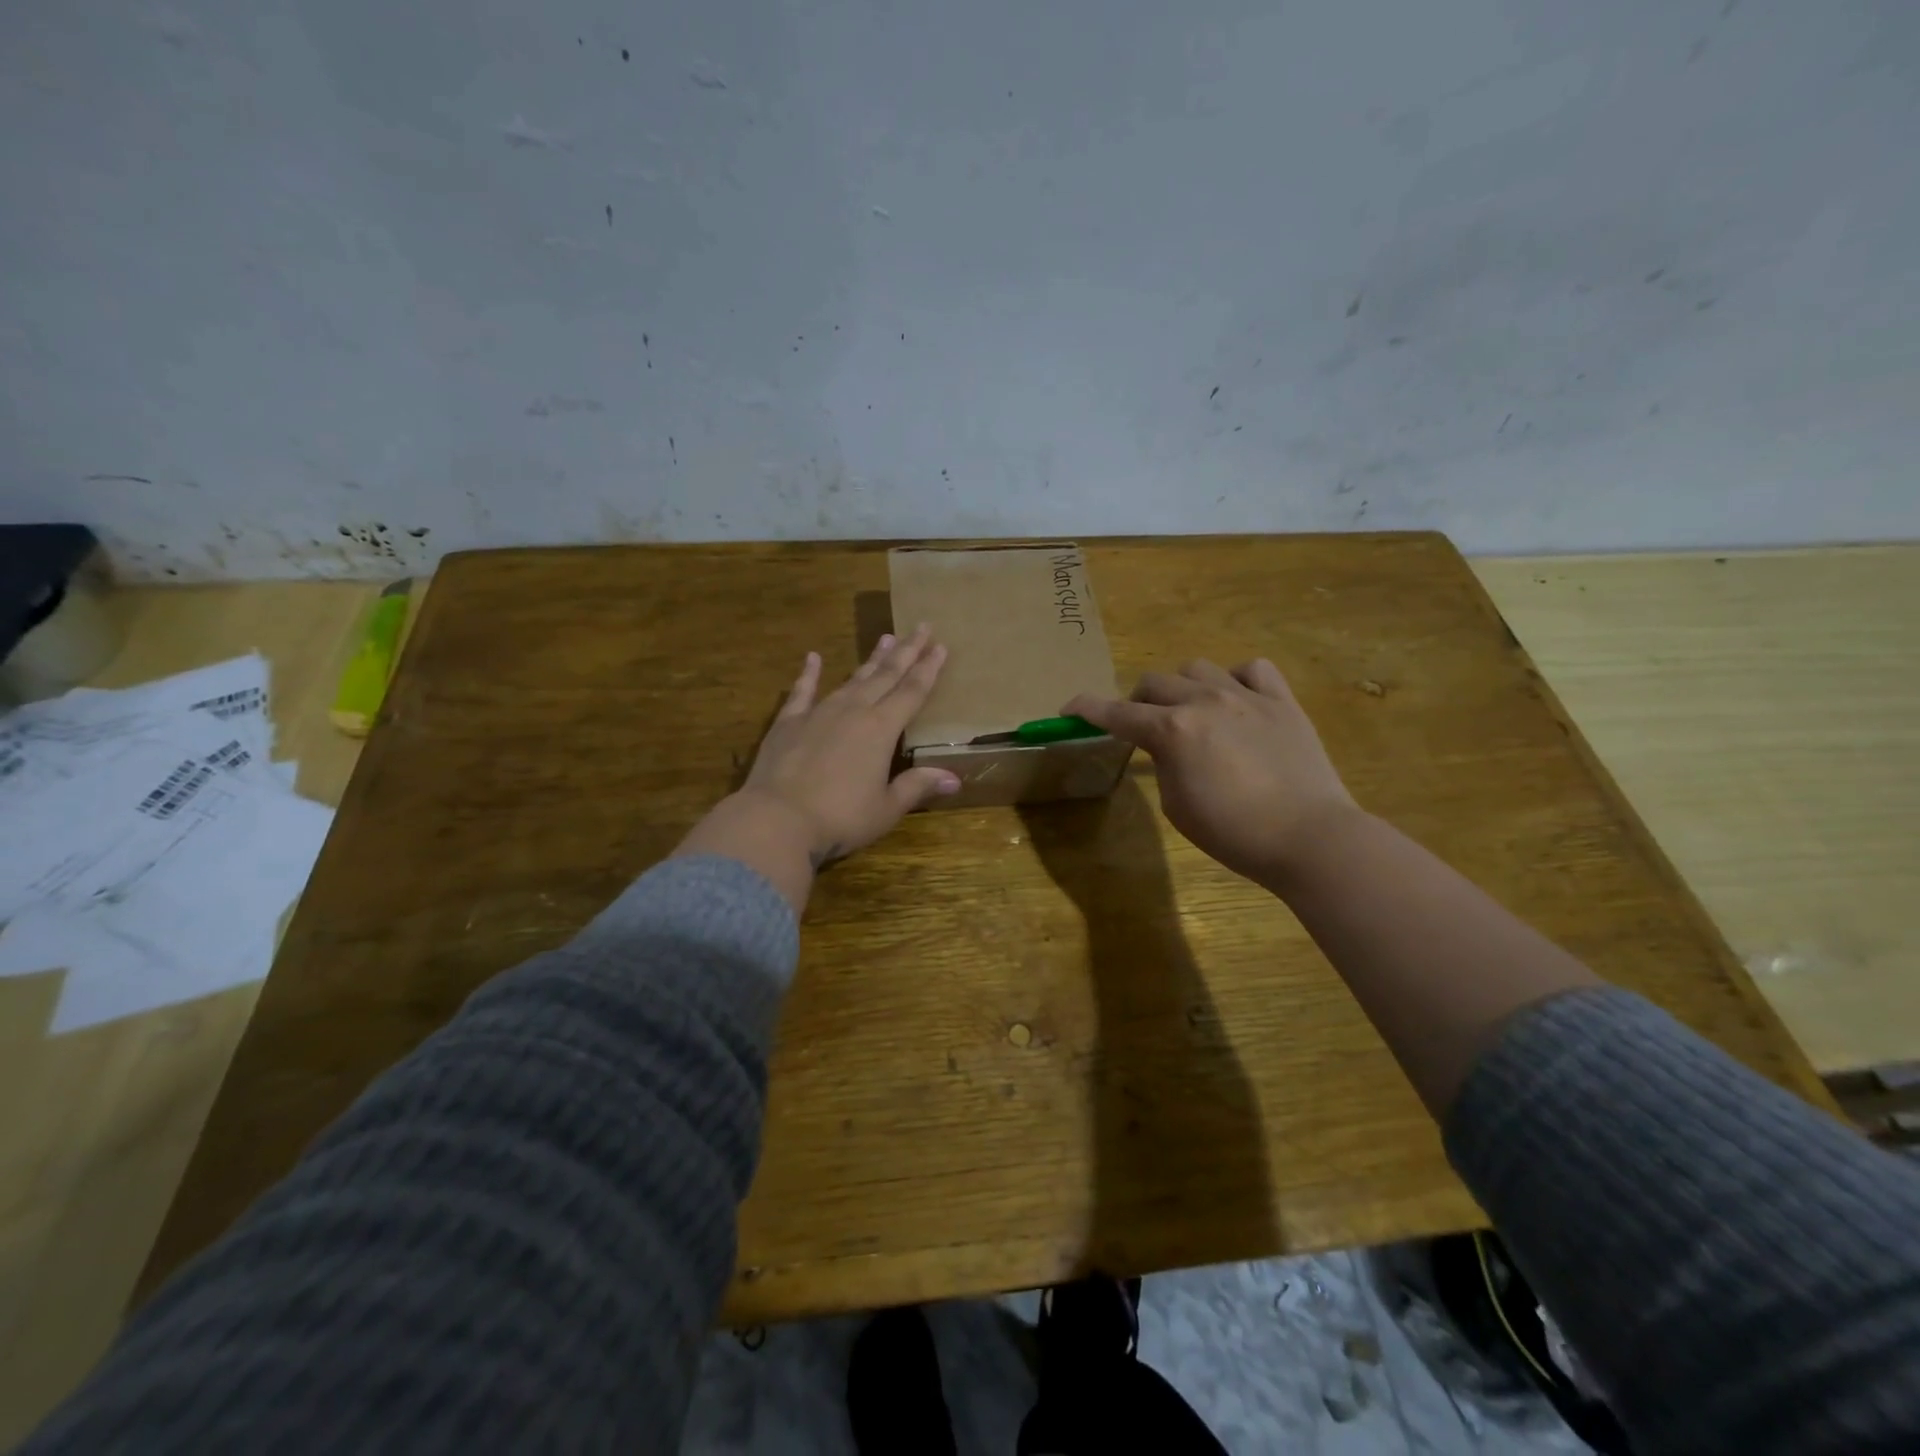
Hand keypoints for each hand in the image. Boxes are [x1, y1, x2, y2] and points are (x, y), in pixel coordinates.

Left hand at [676, 626, 959, 910]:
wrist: (777, 819)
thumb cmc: (840, 818)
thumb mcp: (886, 808)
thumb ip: (917, 786)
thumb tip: (954, 778)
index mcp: (881, 730)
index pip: (912, 692)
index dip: (928, 669)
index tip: (940, 646)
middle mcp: (853, 711)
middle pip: (885, 676)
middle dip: (906, 652)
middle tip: (921, 627)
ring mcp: (818, 713)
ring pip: (851, 679)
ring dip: (870, 660)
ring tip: (885, 637)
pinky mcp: (788, 723)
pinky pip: (802, 691)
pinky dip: (808, 674)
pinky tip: (812, 657)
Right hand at [1065, 658, 1359, 885]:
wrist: (1309, 837)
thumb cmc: (1234, 833)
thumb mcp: (1178, 806)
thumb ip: (1163, 765)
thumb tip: (1168, 748)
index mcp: (1172, 731)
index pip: (1117, 713)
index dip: (1088, 709)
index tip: (1070, 706)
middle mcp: (1204, 701)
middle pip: (1155, 682)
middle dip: (1139, 702)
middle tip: (1143, 725)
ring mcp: (1246, 696)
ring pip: (1198, 668)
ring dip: (1183, 687)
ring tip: (1191, 710)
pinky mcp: (1282, 702)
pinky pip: (1253, 669)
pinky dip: (1237, 679)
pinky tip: (1237, 699)